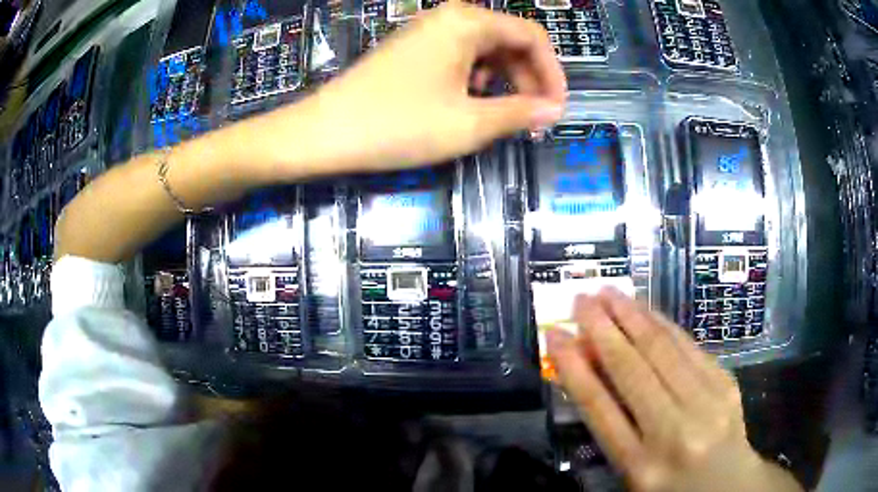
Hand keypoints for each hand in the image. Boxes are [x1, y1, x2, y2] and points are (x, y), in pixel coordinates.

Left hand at [271, 1, 565, 173]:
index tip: (557, 109)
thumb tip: (553, 111)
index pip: (532, 36)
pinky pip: (460, 58)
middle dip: (528, 80)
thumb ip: (520, 113)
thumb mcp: (469, 123)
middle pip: (509, 41)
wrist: (325, 132)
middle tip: (533, 120)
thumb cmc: (398, 124)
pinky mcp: (414, 49)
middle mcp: (450, 17)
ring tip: (502, 117)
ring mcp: (428, 32)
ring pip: (485, 51)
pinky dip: (476, 81)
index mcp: (468, 22)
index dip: (553, 73)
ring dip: (504, 83)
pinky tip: (469, 106)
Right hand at [547, 289, 801, 491]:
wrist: (728, 485)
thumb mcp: (632, 472)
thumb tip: (590, 371)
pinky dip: (664, 325)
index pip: (599, 409)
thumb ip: (612, 428)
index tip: (555, 335)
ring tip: (609, 293)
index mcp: (640, 466)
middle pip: (632, 371)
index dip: (574, 368)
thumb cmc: (671, 485)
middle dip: (602, 329)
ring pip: (664, 350)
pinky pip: (690, 347)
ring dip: (633, 316)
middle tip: (581, 299)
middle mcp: (674, 432)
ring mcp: (706, 404)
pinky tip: (647, 310)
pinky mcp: (726, 384)